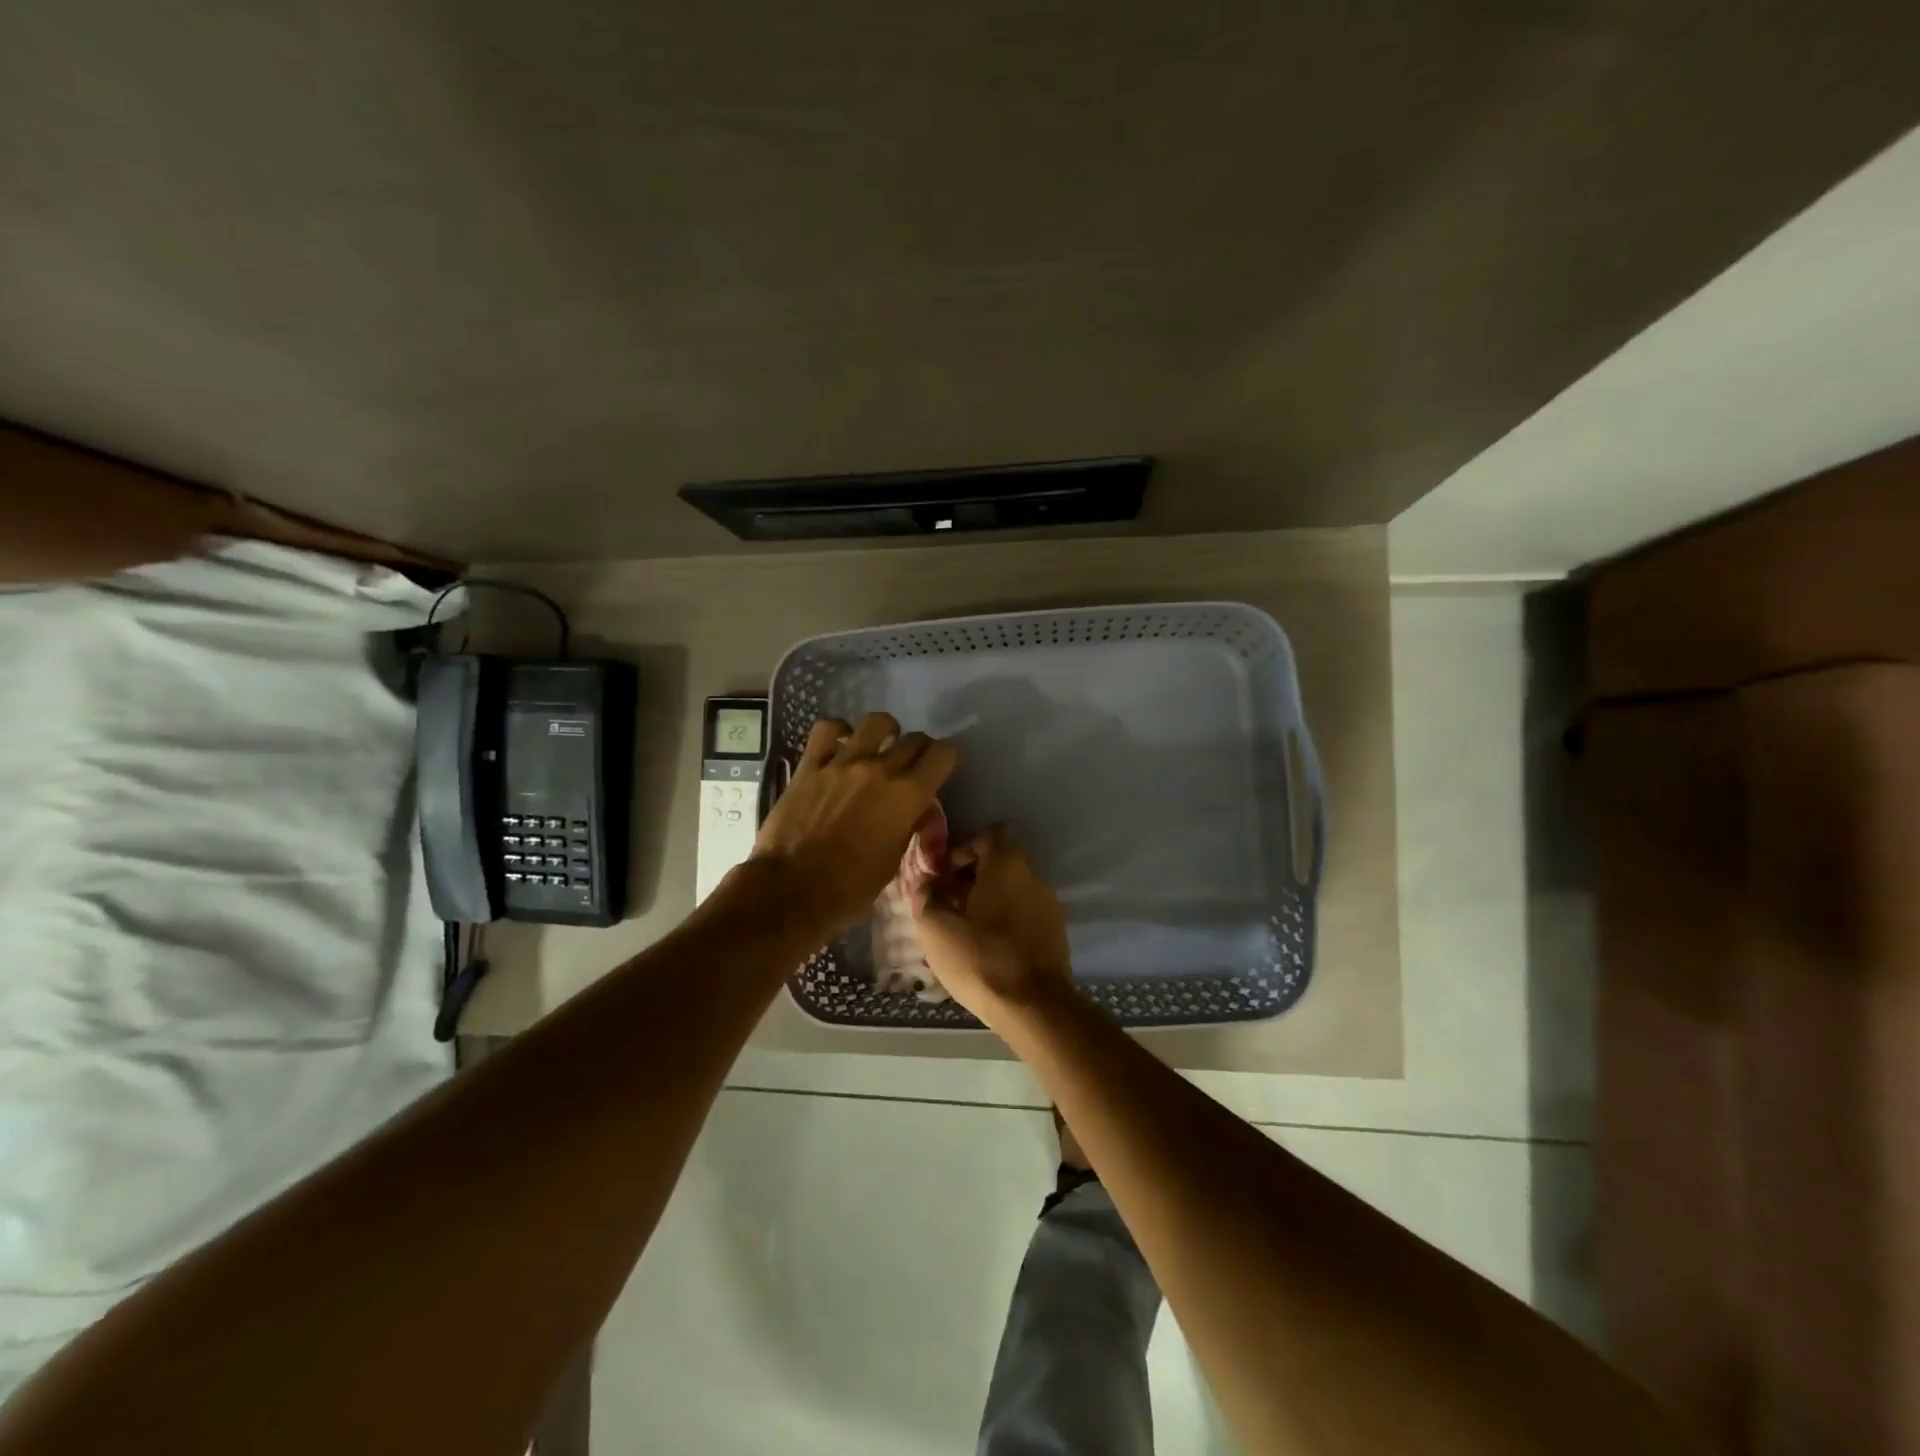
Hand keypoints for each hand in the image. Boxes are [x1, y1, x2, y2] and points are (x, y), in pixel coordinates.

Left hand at [749, 713, 956, 936]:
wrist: (793, 887)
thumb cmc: (850, 886)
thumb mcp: (893, 860)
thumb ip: (907, 825)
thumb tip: (912, 810)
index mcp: (908, 796)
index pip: (943, 755)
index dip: (946, 758)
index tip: (940, 768)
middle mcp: (880, 769)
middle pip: (914, 739)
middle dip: (919, 749)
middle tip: (911, 764)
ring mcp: (843, 763)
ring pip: (876, 723)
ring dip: (885, 731)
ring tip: (880, 743)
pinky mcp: (811, 765)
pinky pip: (827, 730)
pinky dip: (839, 731)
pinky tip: (840, 743)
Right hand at [914, 827, 1074, 1026]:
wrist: (1034, 1006)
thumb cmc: (981, 958)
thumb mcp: (936, 928)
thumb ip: (926, 897)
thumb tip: (926, 884)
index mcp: (1007, 863)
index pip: (985, 836)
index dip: (960, 852)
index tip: (942, 878)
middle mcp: (1034, 874)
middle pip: (999, 861)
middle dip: (970, 877)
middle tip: (947, 903)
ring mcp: (1049, 902)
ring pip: (1012, 888)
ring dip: (987, 899)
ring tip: (963, 927)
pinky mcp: (1056, 930)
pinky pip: (1024, 911)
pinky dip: (1005, 917)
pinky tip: (987, 945)